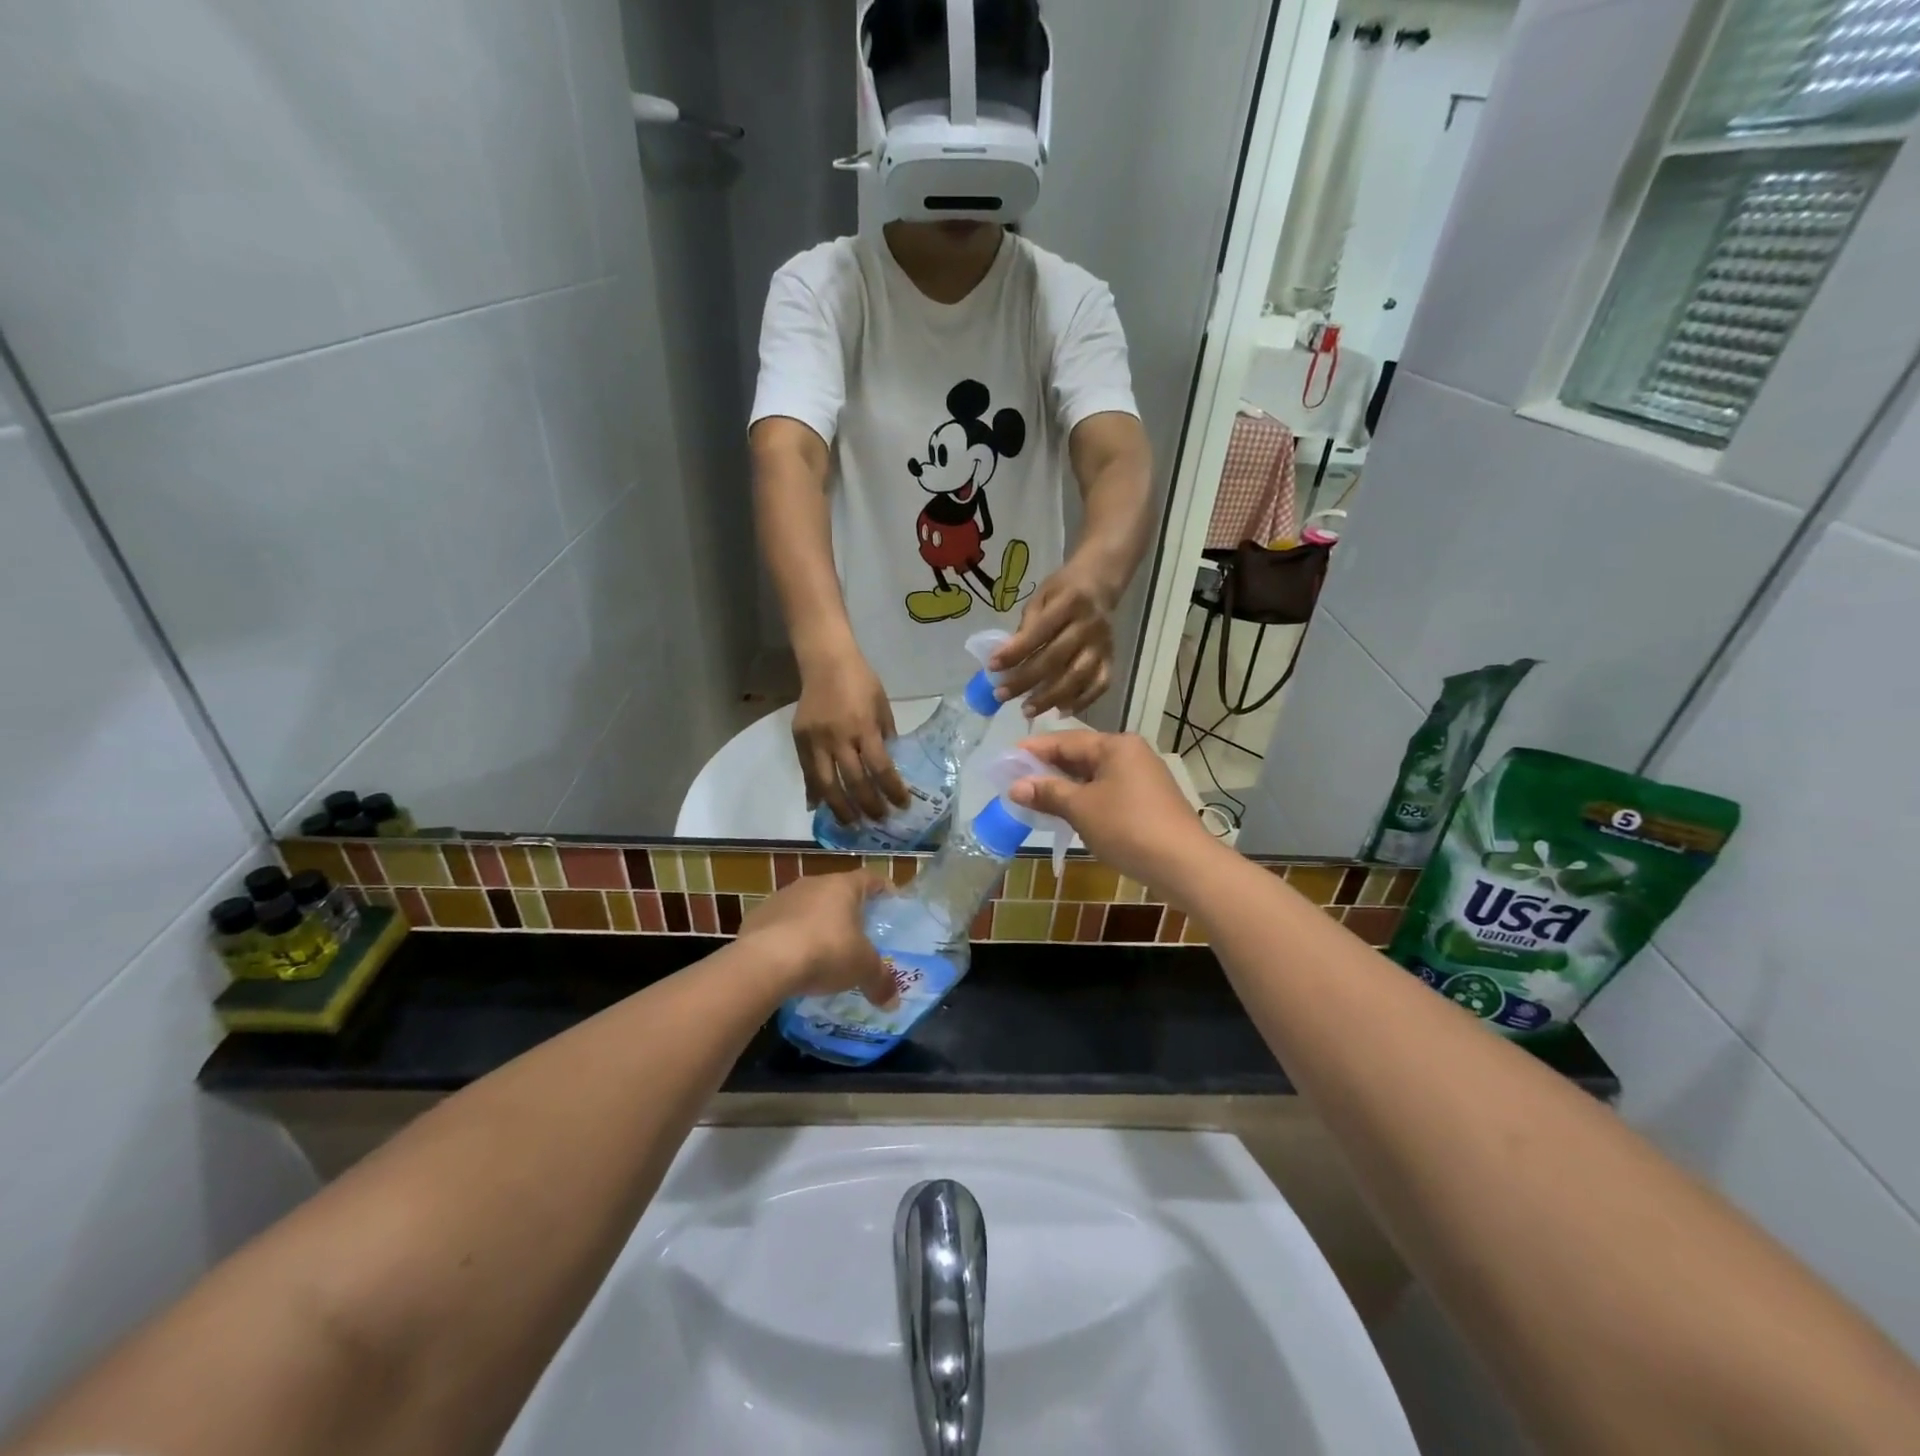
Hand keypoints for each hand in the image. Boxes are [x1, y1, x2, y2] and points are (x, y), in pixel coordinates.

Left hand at [738, 871, 897, 1004]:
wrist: (765, 962)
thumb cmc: (826, 952)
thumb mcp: (862, 969)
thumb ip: (880, 982)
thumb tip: (893, 1002)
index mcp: (843, 886)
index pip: (870, 878)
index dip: (883, 888)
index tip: (891, 902)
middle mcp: (813, 883)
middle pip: (836, 891)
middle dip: (848, 910)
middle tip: (858, 933)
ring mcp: (781, 897)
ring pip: (806, 906)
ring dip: (815, 923)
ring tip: (822, 950)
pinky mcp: (756, 916)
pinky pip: (780, 923)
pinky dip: (789, 936)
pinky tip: (791, 960)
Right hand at [793, 647, 908, 824]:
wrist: (825, 661)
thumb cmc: (860, 680)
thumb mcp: (882, 705)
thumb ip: (885, 735)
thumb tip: (889, 764)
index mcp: (864, 727)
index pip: (881, 768)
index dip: (892, 790)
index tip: (902, 805)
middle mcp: (839, 737)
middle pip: (854, 782)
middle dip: (869, 806)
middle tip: (879, 820)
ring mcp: (816, 740)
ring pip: (827, 784)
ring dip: (840, 809)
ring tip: (851, 824)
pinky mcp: (799, 739)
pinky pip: (807, 772)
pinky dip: (814, 792)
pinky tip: (821, 808)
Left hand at [989, 558, 1115, 717]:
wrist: (1099, 585)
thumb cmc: (1063, 592)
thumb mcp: (1041, 597)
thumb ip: (1027, 626)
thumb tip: (1007, 658)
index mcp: (1070, 603)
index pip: (1039, 632)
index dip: (1015, 652)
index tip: (992, 667)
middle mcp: (1089, 626)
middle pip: (1055, 659)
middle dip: (1026, 680)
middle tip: (1001, 695)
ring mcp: (1103, 645)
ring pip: (1077, 677)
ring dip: (1050, 697)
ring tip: (1027, 711)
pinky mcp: (1111, 659)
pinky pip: (1099, 685)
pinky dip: (1081, 701)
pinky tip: (1060, 711)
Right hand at [1010, 731, 1216, 889]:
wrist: (1183, 864)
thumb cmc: (1127, 827)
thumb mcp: (1080, 808)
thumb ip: (1047, 793)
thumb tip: (1015, 786)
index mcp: (1116, 745)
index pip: (1066, 740)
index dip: (1034, 750)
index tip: (1006, 759)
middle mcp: (1131, 754)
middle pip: (1080, 756)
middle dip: (1048, 769)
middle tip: (1016, 780)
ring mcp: (1142, 778)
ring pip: (1093, 776)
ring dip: (1065, 787)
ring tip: (1035, 798)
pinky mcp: (1147, 802)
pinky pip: (1107, 792)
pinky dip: (1084, 799)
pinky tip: (1067, 813)